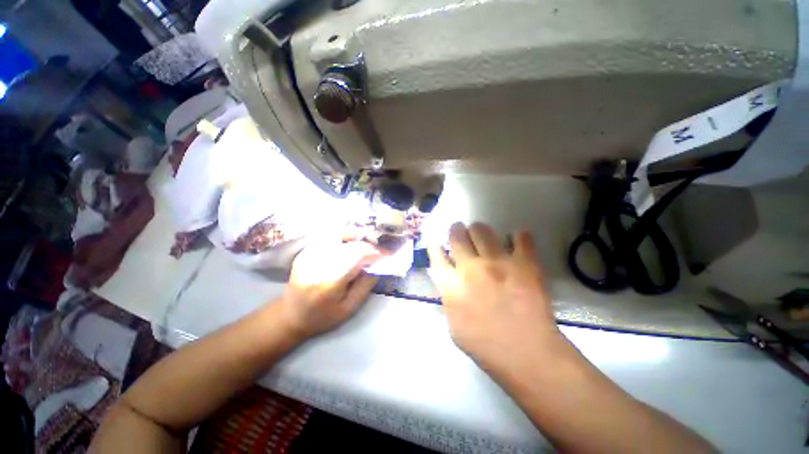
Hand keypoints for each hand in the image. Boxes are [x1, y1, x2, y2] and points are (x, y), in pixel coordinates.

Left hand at [279, 238, 382, 338]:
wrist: (291, 316)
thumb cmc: (322, 317)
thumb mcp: (349, 308)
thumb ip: (365, 285)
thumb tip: (377, 266)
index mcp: (329, 282)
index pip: (356, 256)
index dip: (375, 253)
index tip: (387, 255)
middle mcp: (318, 264)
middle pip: (349, 244)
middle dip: (368, 244)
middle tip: (378, 250)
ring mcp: (309, 255)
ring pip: (337, 234)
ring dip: (355, 235)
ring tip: (365, 242)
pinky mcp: (306, 252)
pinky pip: (327, 236)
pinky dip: (342, 235)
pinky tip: (350, 242)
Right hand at [428, 223, 564, 371]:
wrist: (527, 354)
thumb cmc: (486, 346)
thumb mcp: (454, 326)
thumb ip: (449, 299)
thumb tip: (450, 281)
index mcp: (452, 286)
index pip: (437, 256)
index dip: (435, 246)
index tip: (436, 241)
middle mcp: (471, 268)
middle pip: (457, 235)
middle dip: (456, 230)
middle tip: (460, 231)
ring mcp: (498, 263)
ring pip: (482, 230)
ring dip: (479, 230)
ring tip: (481, 234)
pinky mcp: (524, 263)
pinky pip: (521, 237)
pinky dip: (518, 236)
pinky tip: (516, 240)